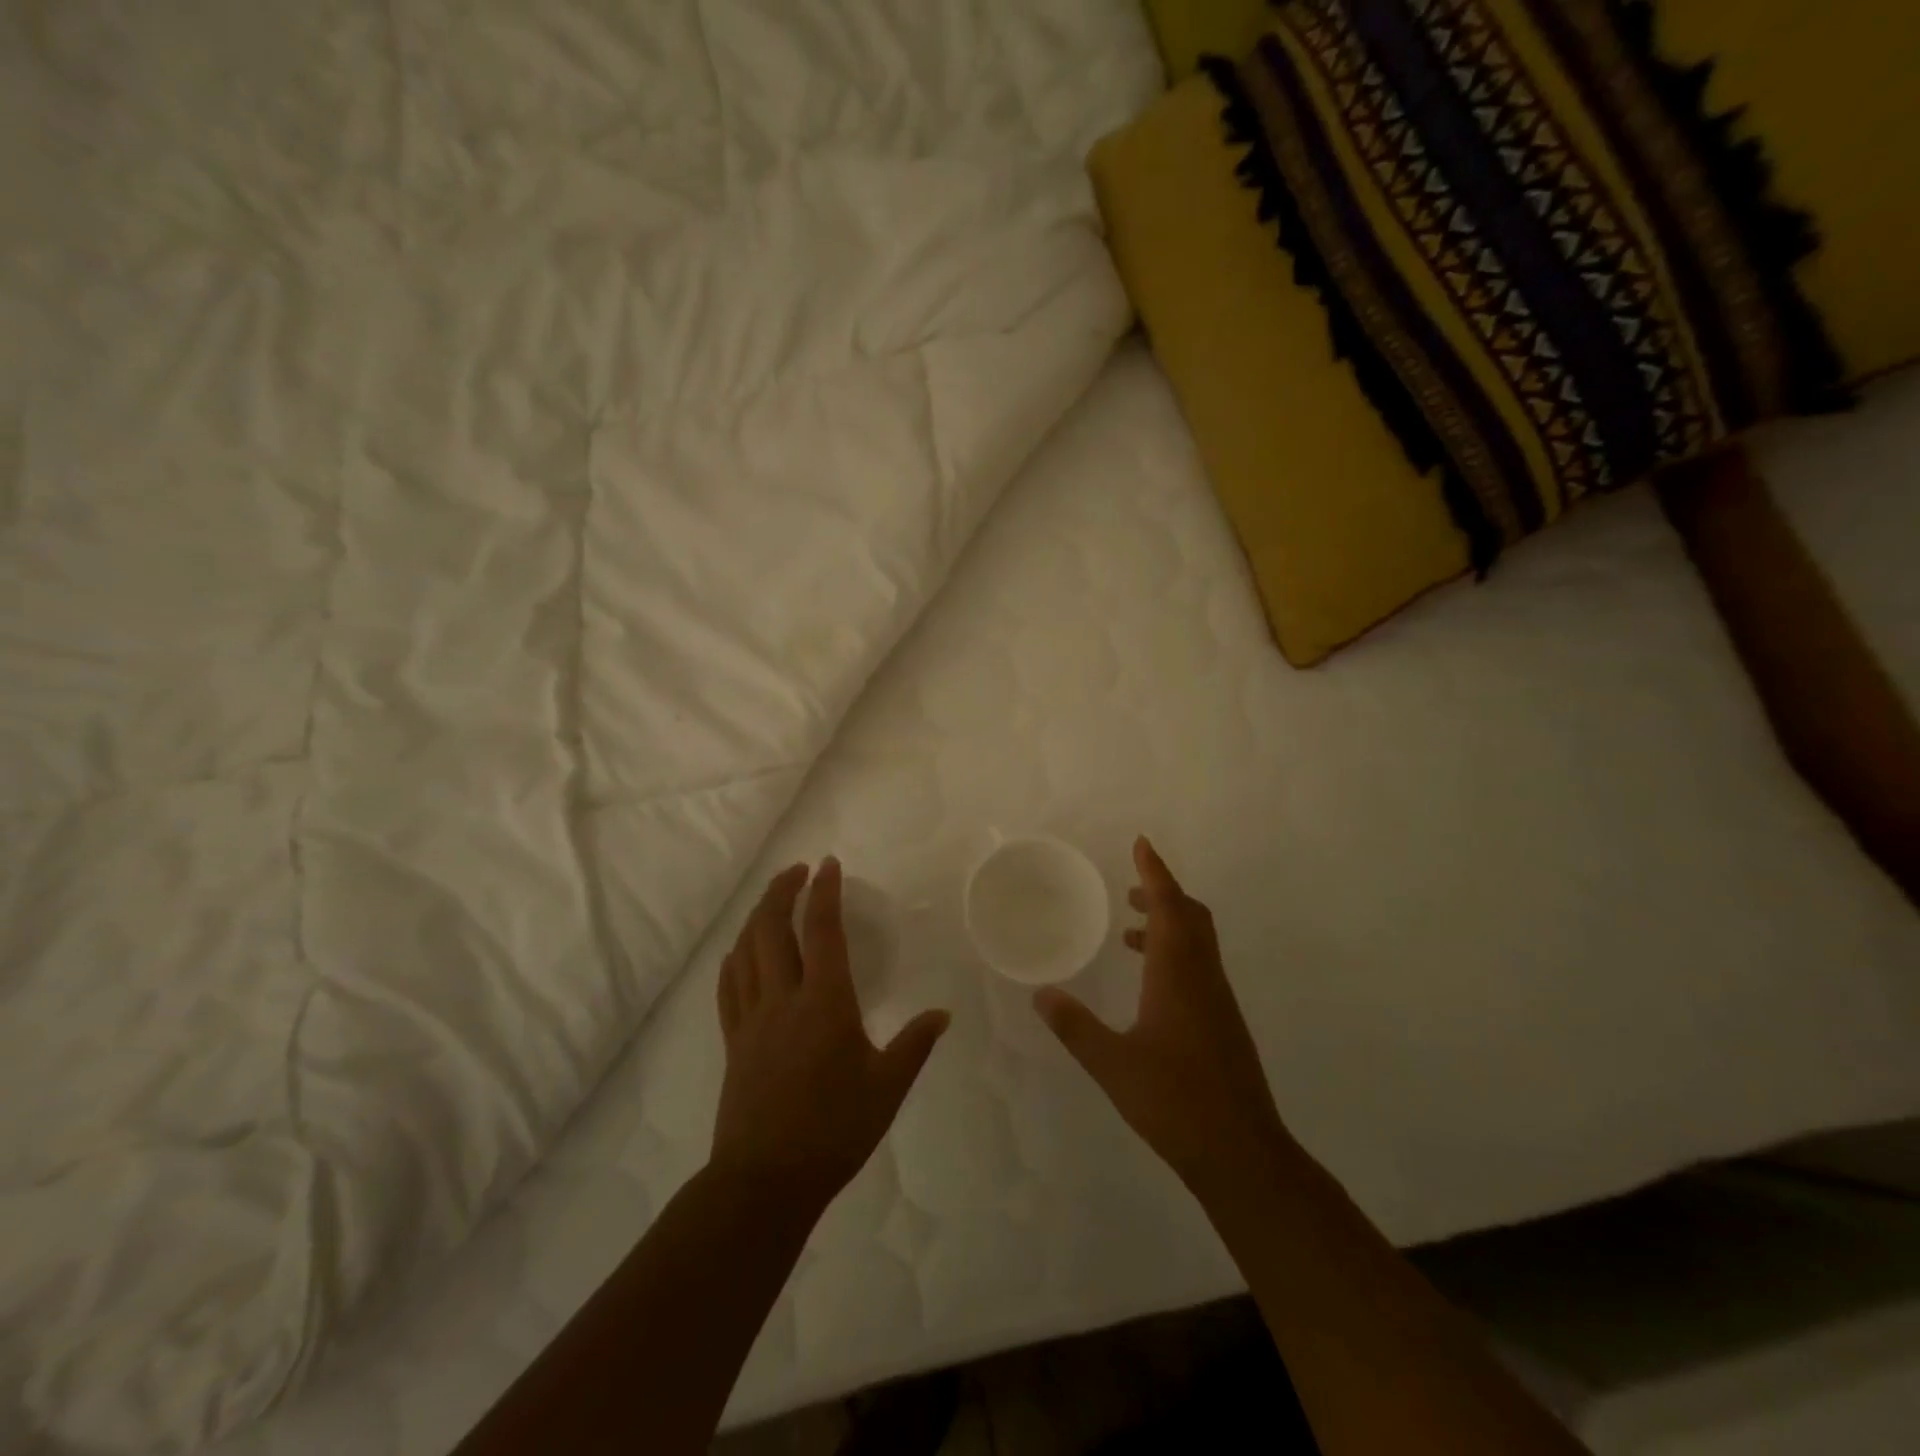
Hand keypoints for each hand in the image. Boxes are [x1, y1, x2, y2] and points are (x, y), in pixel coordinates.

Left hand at [711, 858, 949, 1210]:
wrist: (766, 1180)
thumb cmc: (834, 1130)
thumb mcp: (887, 1088)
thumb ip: (914, 1045)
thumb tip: (942, 1015)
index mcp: (825, 1002)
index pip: (821, 930)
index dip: (824, 892)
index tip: (829, 864)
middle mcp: (784, 998)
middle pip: (772, 928)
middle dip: (782, 890)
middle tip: (798, 870)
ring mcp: (752, 1018)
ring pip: (745, 950)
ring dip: (757, 916)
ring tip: (772, 899)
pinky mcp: (733, 1040)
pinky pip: (728, 986)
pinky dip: (734, 957)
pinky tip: (739, 950)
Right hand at [1034, 837, 1287, 1196]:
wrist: (1241, 1152)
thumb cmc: (1174, 1101)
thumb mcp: (1112, 1064)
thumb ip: (1074, 1026)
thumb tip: (1041, 994)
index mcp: (1178, 974)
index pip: (1168, 906)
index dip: (1155, 872)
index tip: (1142, 844)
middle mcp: (1203, 976)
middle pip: (1191, 915)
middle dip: (1162, 892)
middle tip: (1130, 887)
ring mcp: (1218, 999)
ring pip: (1198, 941)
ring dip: (1168, 923)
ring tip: (1129, 932)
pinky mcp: (1224, 1022)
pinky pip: (1199, 966)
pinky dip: (1175, 953)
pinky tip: (1150, 984)